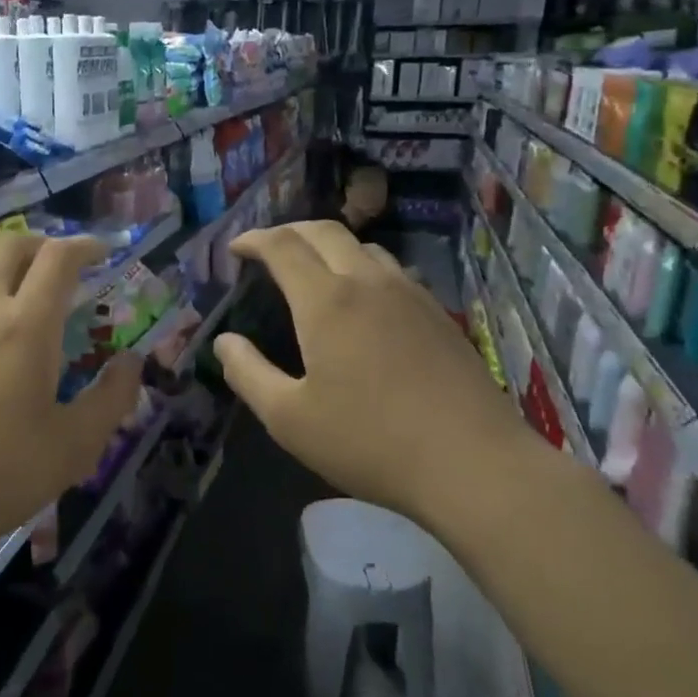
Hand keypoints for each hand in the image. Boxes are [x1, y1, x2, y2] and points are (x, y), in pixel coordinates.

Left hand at [0, 235, 141, 605]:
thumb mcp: (75, 447)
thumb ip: (113, 397)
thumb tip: (133, 361)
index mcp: (28, 325)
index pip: (59, 258)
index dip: (85, 246)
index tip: (101, 252)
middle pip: (11, 245)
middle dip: (42, 244)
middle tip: (58, 266)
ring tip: (10, 287)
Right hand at [213, 222, 531, 526]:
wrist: (473, 464)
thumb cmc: (369, 442)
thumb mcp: (289, 418)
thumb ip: (248, 374)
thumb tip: (224, 342)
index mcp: (326, 301)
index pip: (283, 246)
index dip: (254, 240)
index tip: (235, 249)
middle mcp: (369, 282)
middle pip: (324, 232)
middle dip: (288, 232)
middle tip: (265, 249)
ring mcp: (411, 295)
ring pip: (362, 247)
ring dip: (327, 246)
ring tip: (310, 270)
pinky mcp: (438, 314)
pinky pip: (391, 270)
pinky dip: (361, 266)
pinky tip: (361, 300)